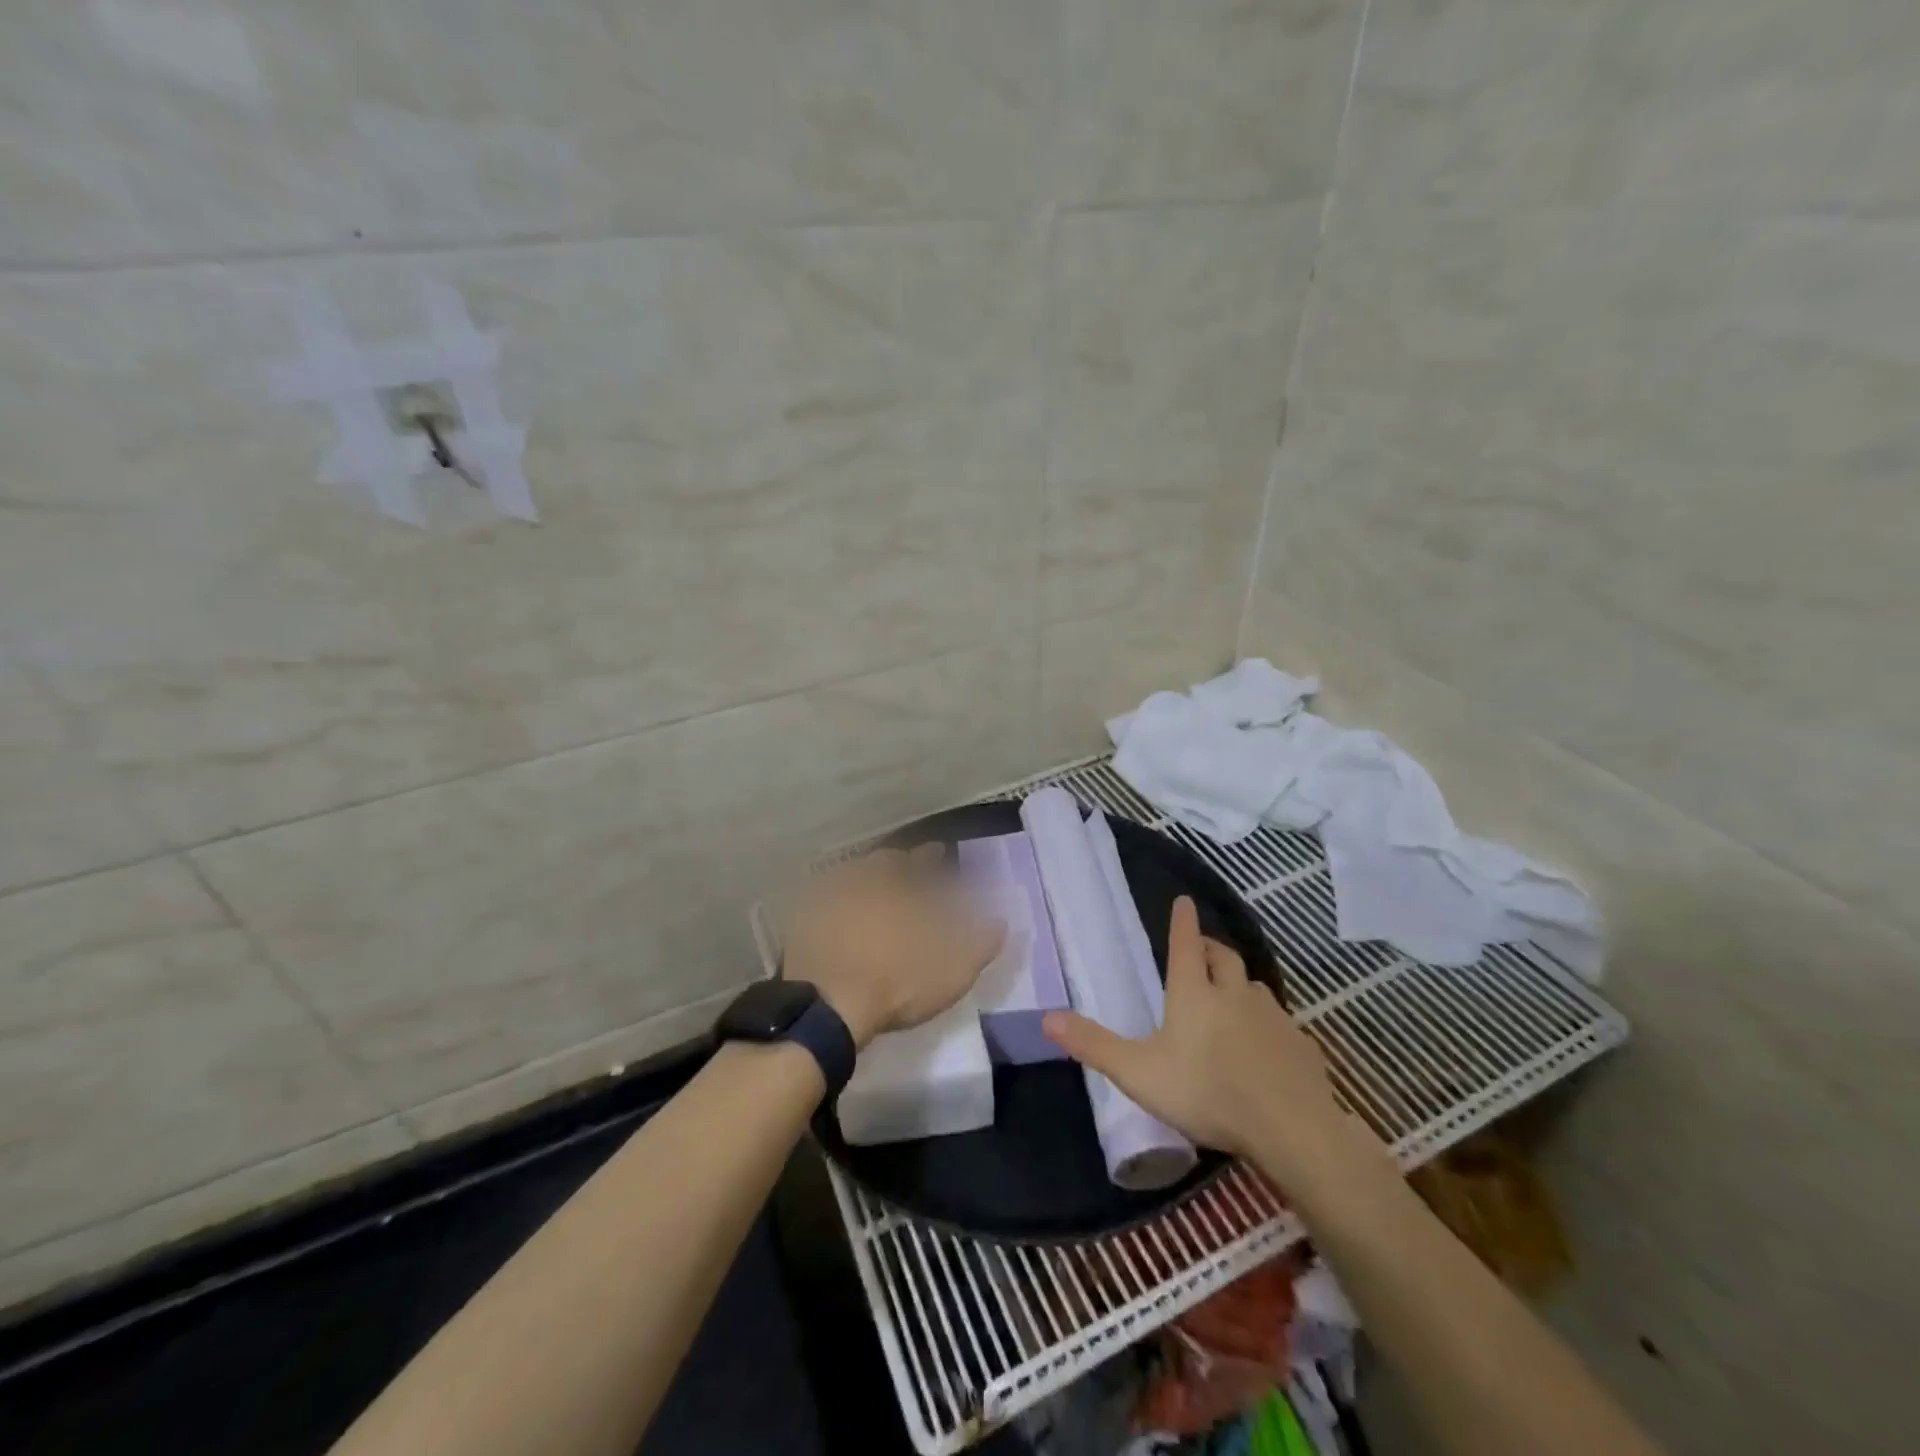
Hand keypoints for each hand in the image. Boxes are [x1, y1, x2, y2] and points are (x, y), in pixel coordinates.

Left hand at [782, 845, 1005, 1047]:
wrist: (828, 1008)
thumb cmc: (897, 982)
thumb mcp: (953, 969)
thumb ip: (980, 942)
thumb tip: (1000, 921)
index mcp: (898, 886)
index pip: (918, 860)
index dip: (929, 856)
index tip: (937, 853)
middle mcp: (862, 882)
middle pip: (880, 863)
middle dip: (895, 864)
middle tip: (903, 869)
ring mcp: (826, 900)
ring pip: (848, 876)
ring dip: (862, 878)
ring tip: (871, 887)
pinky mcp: (801, 922)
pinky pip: (819, 899)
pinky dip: (831, 899)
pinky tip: (835, 911)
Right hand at [1043, 896, 1382, 1193]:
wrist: (1290, 1127)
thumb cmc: (1206, 1092)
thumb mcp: (1138, 1072)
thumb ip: (1094, 1045)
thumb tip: (1045, 1017)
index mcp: (1193, 993)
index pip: (1185, 945)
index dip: (1182, 922)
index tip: (1184, 900)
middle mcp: (1233, 994)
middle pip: (1223, 957)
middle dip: (1209, 947)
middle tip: (1200, 949)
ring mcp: (1272, 1017)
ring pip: (1252, 986)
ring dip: (1238, 984)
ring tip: (1229, 998)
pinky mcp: (1299, 1044)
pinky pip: (1279, 1022)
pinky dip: (1266, 1023)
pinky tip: (1263, 1047)